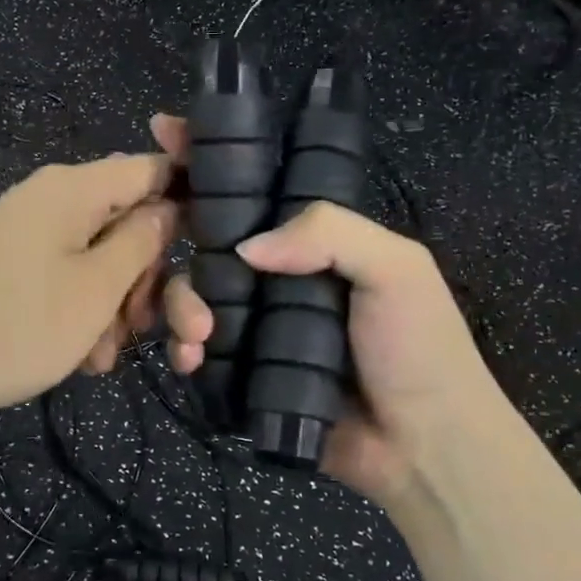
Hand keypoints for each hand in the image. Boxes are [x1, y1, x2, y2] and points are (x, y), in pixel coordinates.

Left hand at [0, 155, 176, 459]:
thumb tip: (169, 208)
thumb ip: (142, 242)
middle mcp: (51, 200)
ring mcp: (26, 233)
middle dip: (147, 277)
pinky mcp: (10, 266)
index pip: (152, 169)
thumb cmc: (16, 325)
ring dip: (115, 306)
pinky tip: (80, 358)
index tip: (209, 253)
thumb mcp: (96, 289)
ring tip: (102, 357)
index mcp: (74, 189)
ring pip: (99, 258)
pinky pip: (65, 278)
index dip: (187, 203)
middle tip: (146, 329)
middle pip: (128, 222)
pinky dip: (82, 313)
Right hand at [151, 114, 500, 503]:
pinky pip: (196, 346)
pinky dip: (183, 347)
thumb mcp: (396, 269)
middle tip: (157, 237)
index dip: (211, 159)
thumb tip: (244, 247)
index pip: (256, 186)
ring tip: (199, 333)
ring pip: (193, 291)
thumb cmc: (418, 348)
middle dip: (175, 230)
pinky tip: (190, 359)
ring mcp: (257, 323)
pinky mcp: (242, 370)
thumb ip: (328, 233)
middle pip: (208, 237)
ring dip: (180, 303)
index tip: (165, 132)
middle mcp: (278, 273)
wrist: (423, 447)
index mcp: (315, 240)